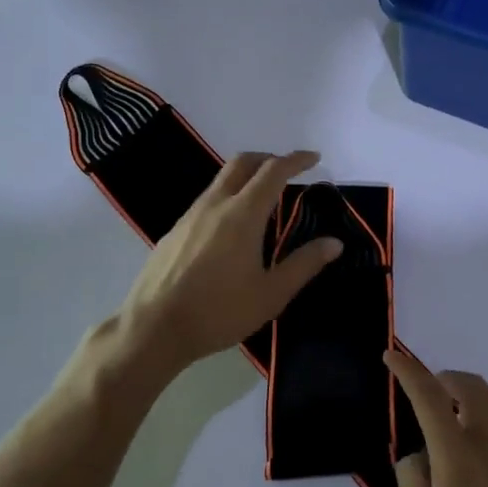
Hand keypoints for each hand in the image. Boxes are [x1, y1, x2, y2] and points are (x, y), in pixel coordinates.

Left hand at [118, 150, 340, 374]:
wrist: (153, 328)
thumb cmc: (219, 312)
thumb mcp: (271, 294)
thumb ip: (304, 264)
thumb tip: (334, 243)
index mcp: (243, 214)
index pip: (273, 171)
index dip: (296, 160)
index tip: (314, 158)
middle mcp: (215, 205)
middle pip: (242, 163)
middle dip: (268, 158)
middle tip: (288, 170)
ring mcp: (190, 216)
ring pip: (221, 180)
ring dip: (246, 177)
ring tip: (263, 200)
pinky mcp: (174, 231)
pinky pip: (206, 201)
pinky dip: (228, 198)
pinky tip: (231, 230)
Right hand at [388, 351, 487, 486]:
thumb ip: (412, 482)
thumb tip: (416, 453)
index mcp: (456, 457)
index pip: (427, 395)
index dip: (407, 370)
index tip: (392, 355)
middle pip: (470, 384)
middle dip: (445, 378)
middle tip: (432, 395)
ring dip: (484, 397)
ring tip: (470, 419)